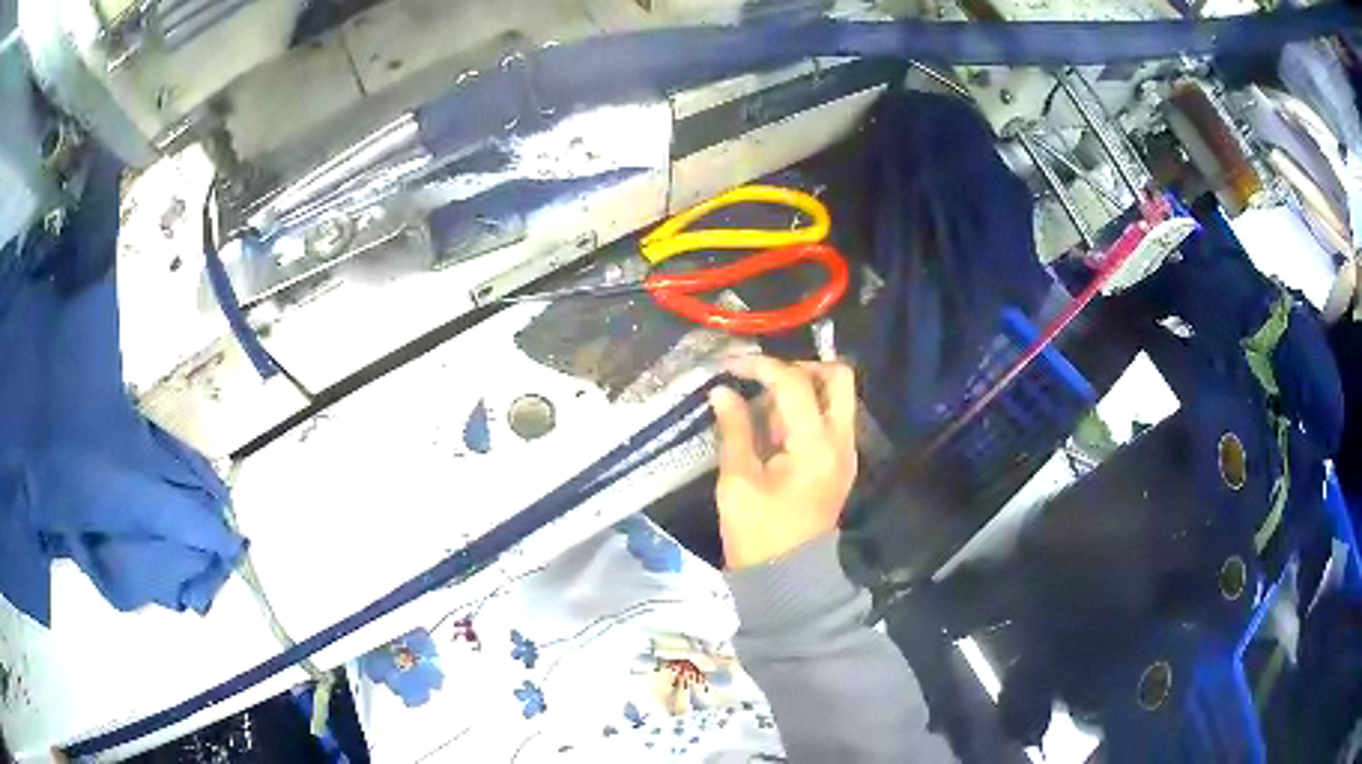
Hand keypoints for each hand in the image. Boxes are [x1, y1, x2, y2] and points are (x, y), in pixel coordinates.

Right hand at [708, 356, 857, 568]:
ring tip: (763, 410)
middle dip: (800, 367)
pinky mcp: (841, 461)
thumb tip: (723, 391)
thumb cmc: (758, 533)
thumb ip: (734, 430)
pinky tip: (774, 429)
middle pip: (838, 377)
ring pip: (838, 395)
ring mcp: (846, 451)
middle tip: (764, 380)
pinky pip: (832, 417)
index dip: (761, 366)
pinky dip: (807, 409)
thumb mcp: (737, 481)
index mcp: (815, 446)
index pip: (796, 383)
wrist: (788, 576)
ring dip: (804, 388)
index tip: (730, 367)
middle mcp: (841, 441)